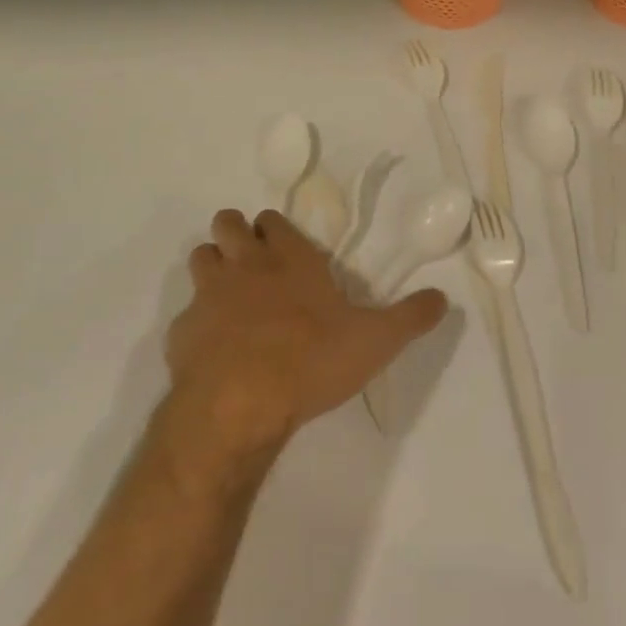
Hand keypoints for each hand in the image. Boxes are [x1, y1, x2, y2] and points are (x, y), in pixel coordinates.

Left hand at [165, 209, 448, 463]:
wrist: (240, 404)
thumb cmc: (311, 360)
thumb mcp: (376, 340)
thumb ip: (410, 317)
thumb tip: (443, 298)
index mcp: (289, 258)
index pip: (272, 220)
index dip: (274, 230)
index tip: (284, 248)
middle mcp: (245, 264)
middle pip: (228, 224)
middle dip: (236, 234)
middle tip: (253, 263)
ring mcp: (209, 295)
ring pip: (201, 257)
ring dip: (212, 268)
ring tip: (230, 296)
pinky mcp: (181, 331)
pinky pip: (185, 314)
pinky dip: (196, 323)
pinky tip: (212, 349)